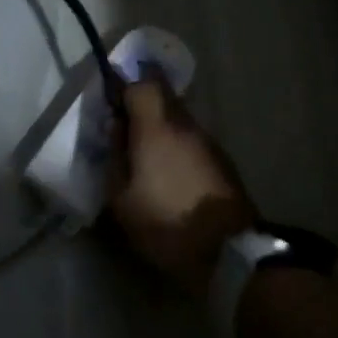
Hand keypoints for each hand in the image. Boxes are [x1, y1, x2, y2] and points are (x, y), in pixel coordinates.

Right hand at [107, 71, 255, 297]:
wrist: (227, 253)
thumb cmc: (165, 224)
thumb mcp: (121, 199)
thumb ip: (115, 157)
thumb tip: (116, 128)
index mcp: (157, 129)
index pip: (142, 84)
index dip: (124, 87)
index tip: (110, 103)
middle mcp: (186, 126)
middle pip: (164, 96)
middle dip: (142, 104)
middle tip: (124, 127)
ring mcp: (208, 142)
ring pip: (179, 118)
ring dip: (161, 126)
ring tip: (145, 154)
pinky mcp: (222, 160)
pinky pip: (192, 139)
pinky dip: (177, 144)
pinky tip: (169, 171)